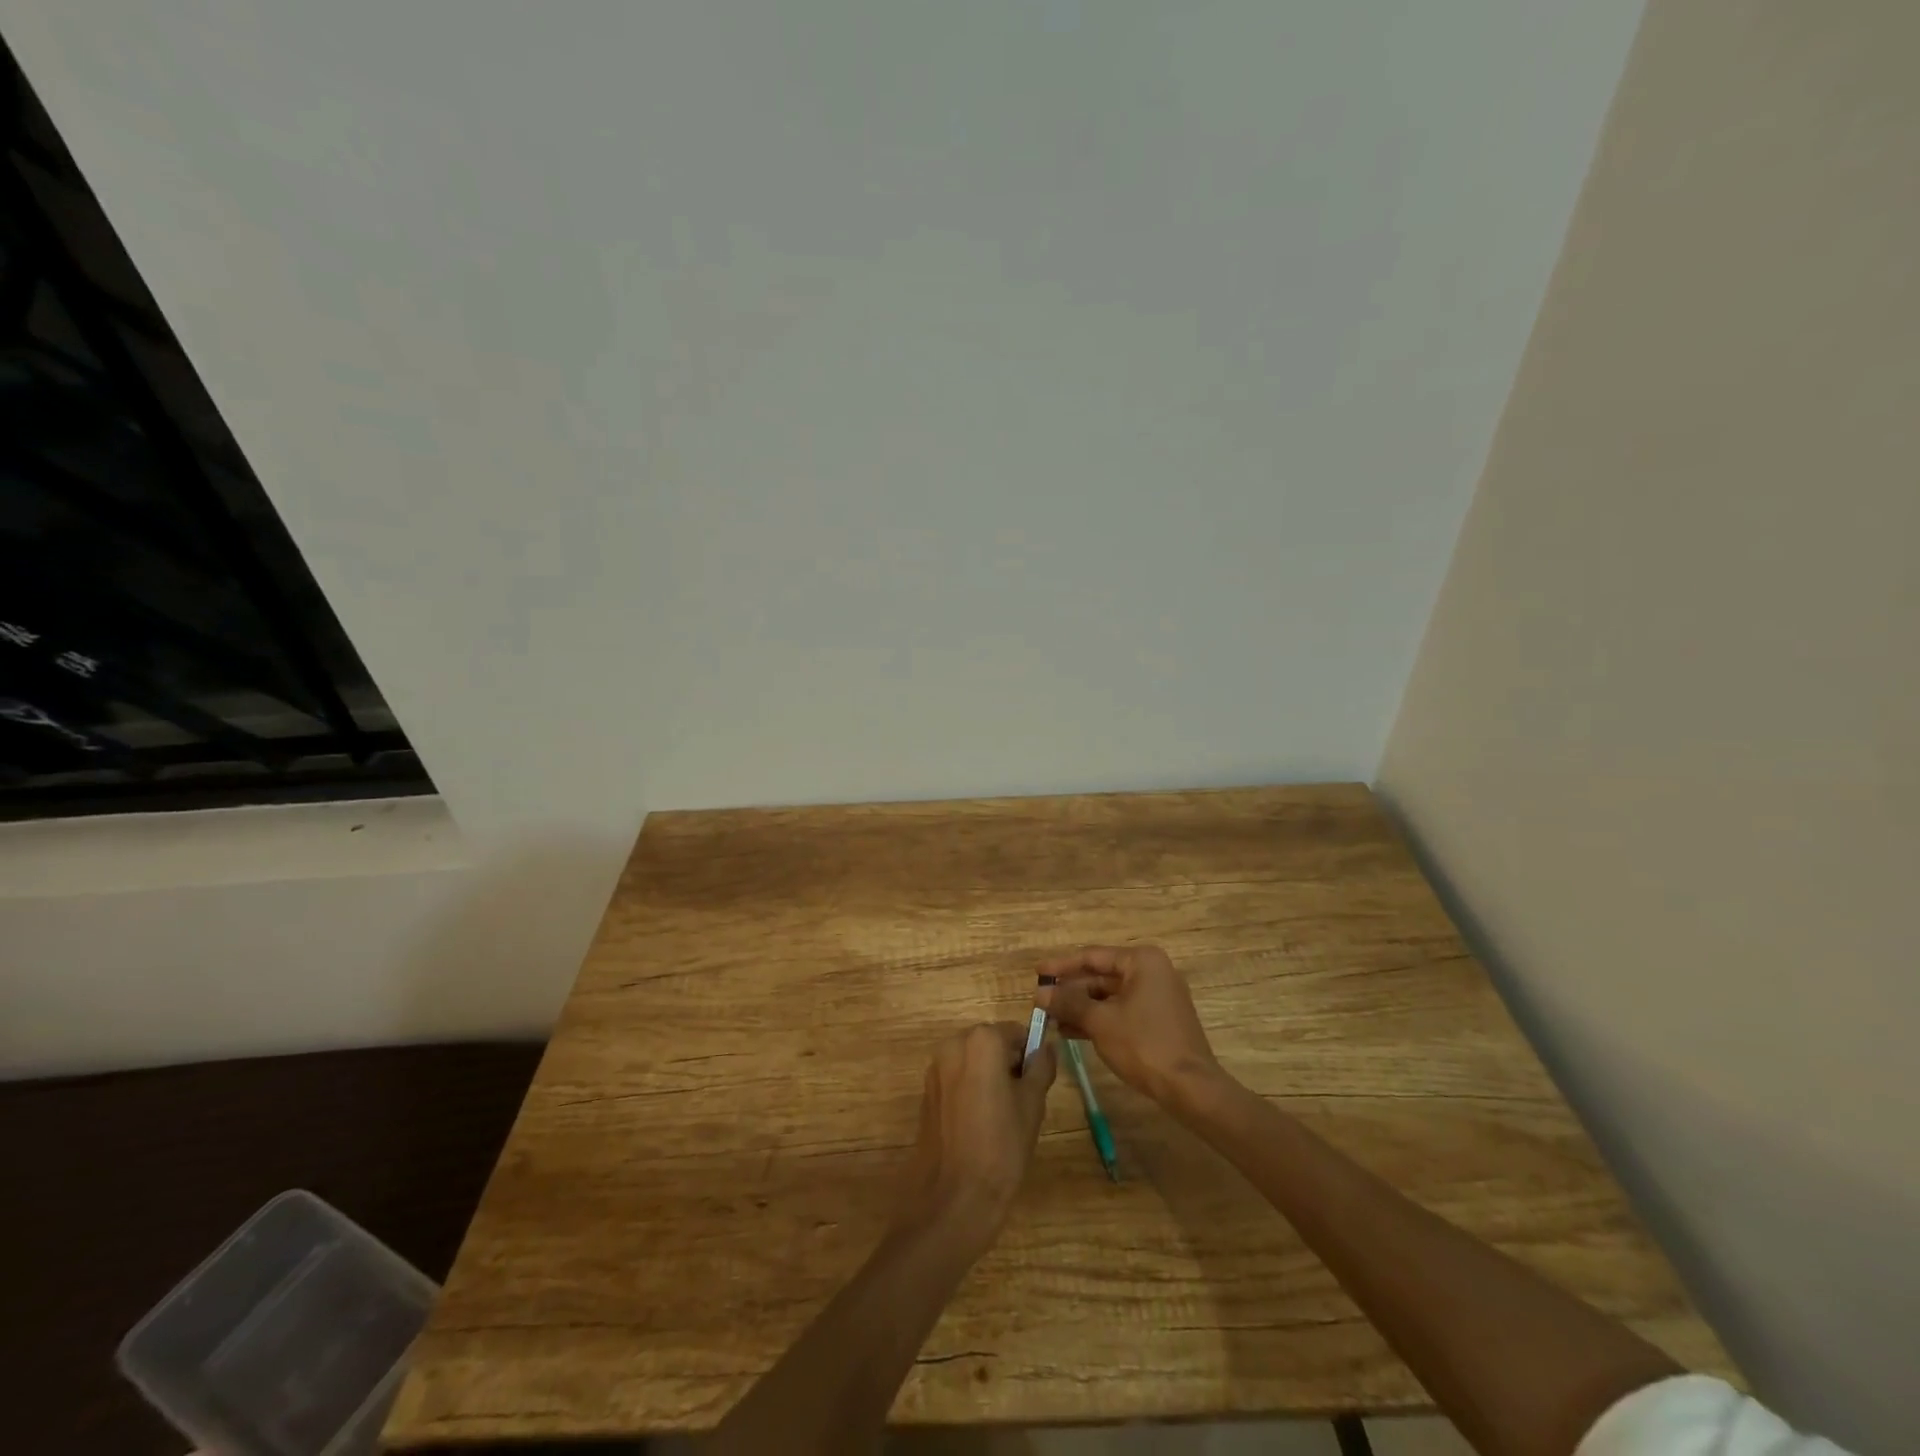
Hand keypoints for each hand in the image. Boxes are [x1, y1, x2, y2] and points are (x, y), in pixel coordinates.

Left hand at [895, 1023, 1055, 1242]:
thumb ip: (1041, 1067)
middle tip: (1024, 1101)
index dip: (1031, 1054)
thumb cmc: (1001, 1147)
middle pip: (990, 1043)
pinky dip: (971, 1090)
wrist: (953, 1199)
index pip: (1015, 1032)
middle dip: (1008, 1064)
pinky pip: (956, 1079)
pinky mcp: (926, 1093)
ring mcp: (936, 1069)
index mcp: (981, 1041)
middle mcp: (953, 1045)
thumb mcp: (1032, 1105)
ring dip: (989, 1077)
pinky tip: (980, 1125)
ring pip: (973, 1062)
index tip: (1039, 1081)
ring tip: (1003, 1117)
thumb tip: (1047, 1047)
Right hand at [1038, 945, 1222, 1104]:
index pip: (1092, 957)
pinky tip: (1071, 1031)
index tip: (1037, 972)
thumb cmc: (1143, 1044)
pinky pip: (1121, 1011)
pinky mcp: (1158, 1021)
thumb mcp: (1100, 1022)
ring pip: (1109, 996)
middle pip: (1101, 976)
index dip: (1061, 966)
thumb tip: (1040, 993)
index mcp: (1141, 962)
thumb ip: (1069, 1003)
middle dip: (1070, 990)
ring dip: (1081, 1007)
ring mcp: (1157, 997)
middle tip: (1041, 1000)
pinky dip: (1098, 1019)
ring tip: (1051, 1018)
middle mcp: (1151, 972)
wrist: (1190, 1088)